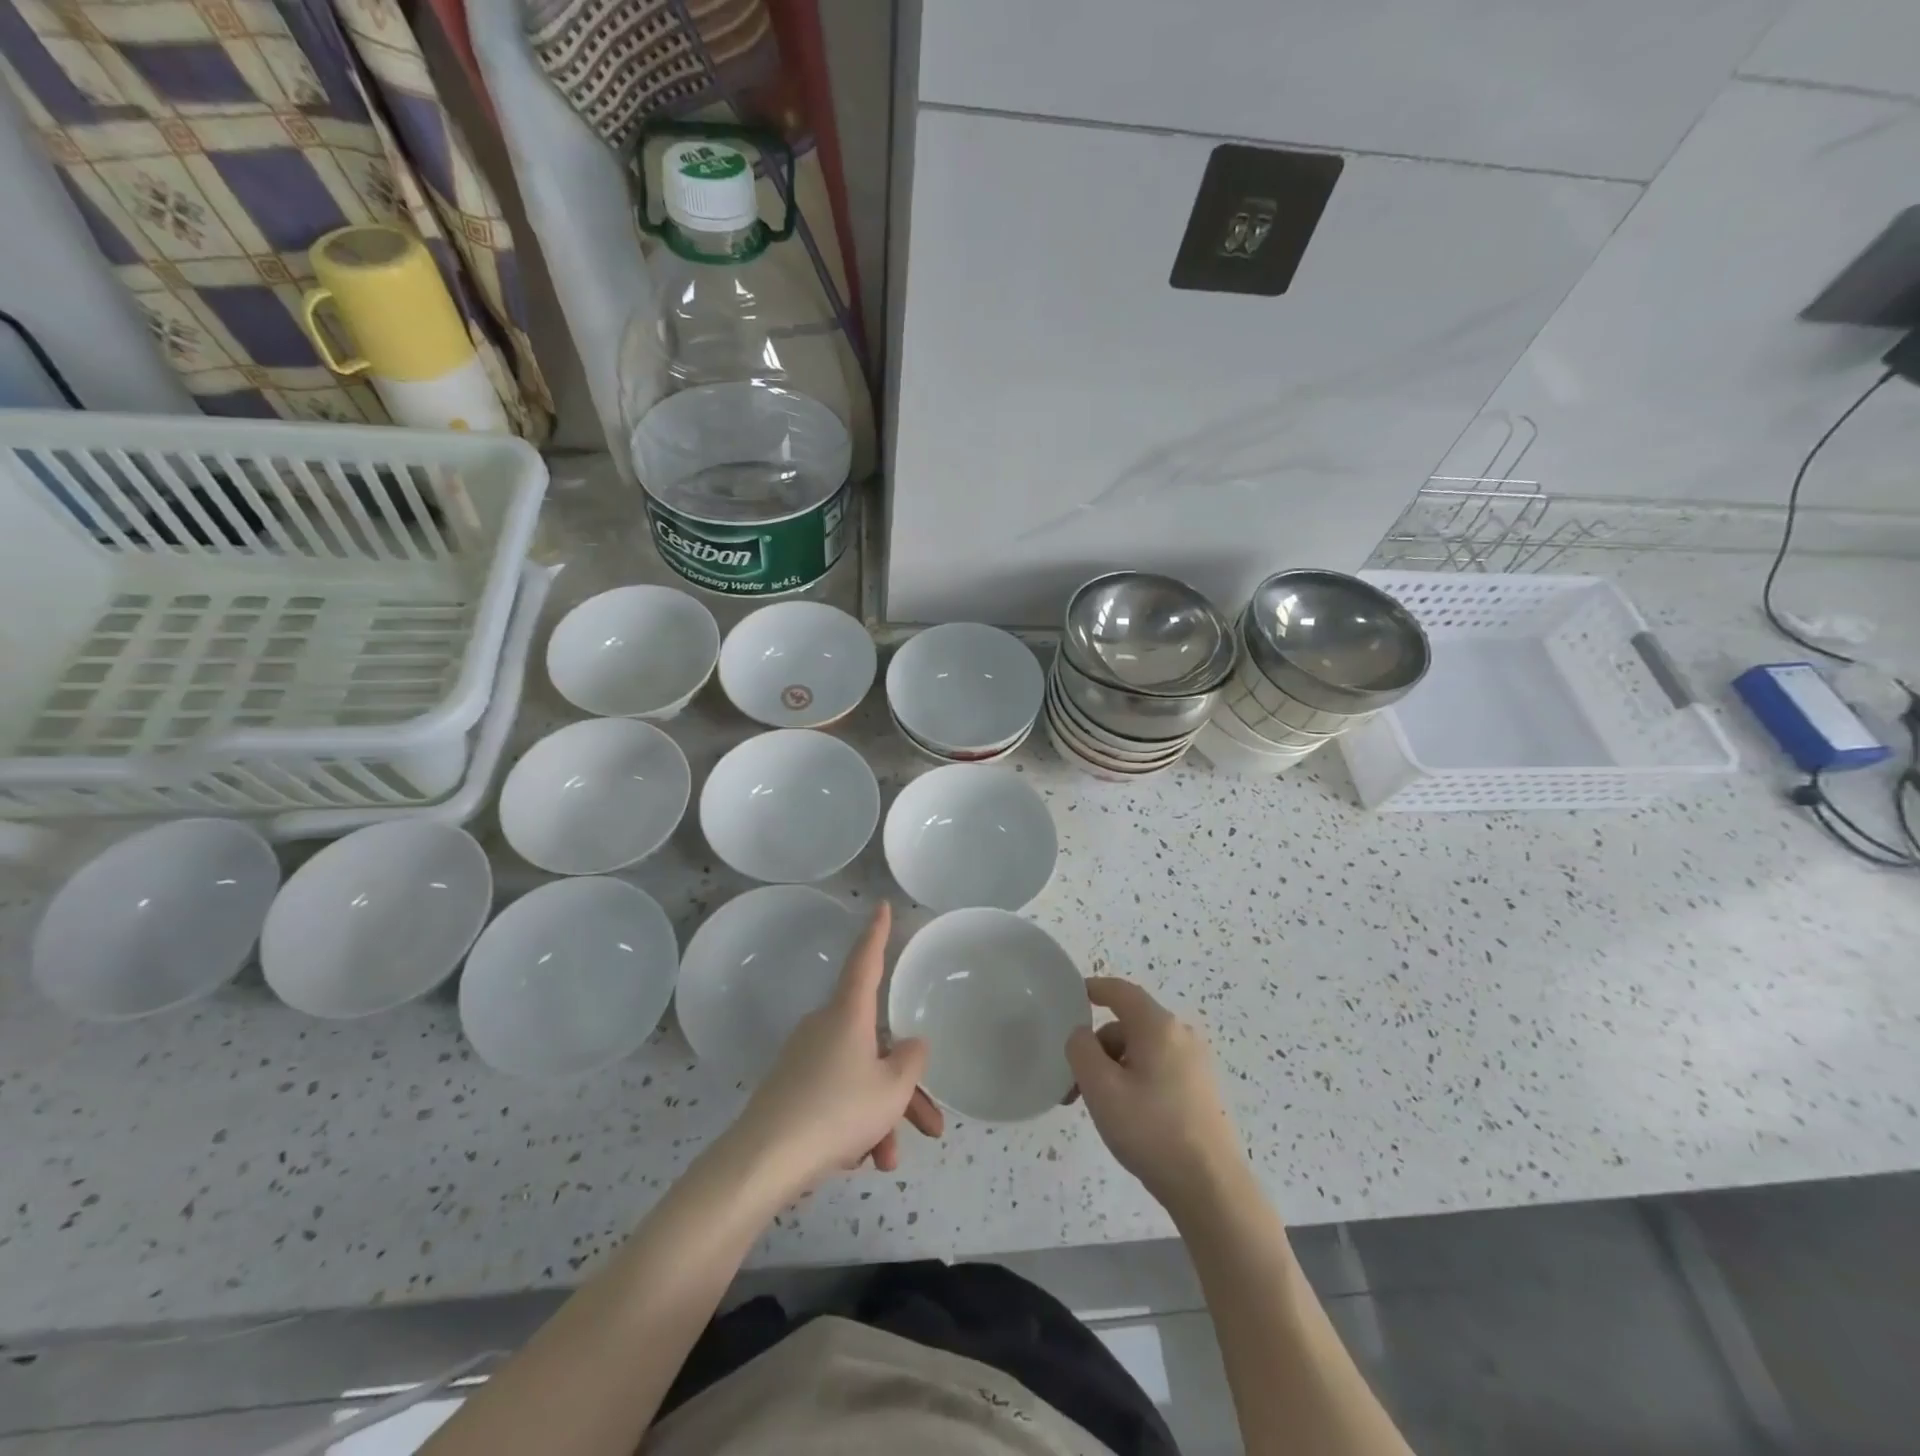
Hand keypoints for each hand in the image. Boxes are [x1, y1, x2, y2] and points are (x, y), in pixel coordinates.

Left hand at [732, 902, 943, 1191]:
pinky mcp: (790, 1089)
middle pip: (875, 1044)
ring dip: (880, 1116)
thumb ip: (911, 1061)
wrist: (764, 1160)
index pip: (866, 960)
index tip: (881, 906)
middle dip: (904, 1088)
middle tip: (931, 1127)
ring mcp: (804, 1059)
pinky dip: (852, 1124)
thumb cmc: (837, 1111)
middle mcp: (824, 1027)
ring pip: (857, 1078)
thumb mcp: (891, 1089)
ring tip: (888, 1159)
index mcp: (848, 1014)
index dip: (877, 933)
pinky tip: (858, 1160)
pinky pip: (834, 1097)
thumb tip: (910, 1045)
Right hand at [1066, 977, 1245, 1212]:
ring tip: (1098, 1107)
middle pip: (1129, 1025)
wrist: (1211, 1188)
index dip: (1095, 988)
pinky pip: (1159, 1070)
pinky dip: (1135, 1080)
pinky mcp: (1202, 1091)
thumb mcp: (1101, 1088)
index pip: (1121, 992)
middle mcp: (1181, 1036)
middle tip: (1075, 1083)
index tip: (1073, 996)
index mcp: (1158, 1026)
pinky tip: (1127, 1115)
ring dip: (1114, 1068)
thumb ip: (1081, 1050)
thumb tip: (1082, 1035)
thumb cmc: (1151, 1130)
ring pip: (1143, 1051)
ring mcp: (1196, 1064)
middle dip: (1098, 1047)